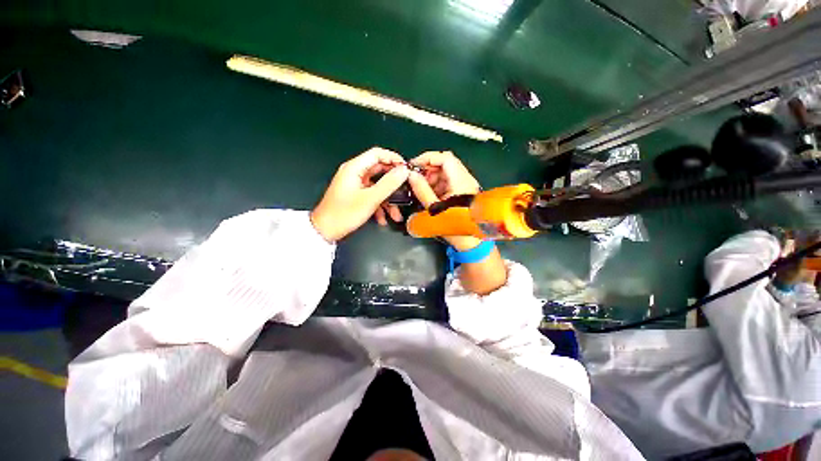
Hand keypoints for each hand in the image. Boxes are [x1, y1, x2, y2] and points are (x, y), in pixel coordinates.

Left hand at [311, 147, 408, 241]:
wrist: (325, 231)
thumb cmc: (345, 213)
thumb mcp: (370, 199)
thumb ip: (389, 184)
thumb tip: (404, 171)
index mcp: (354, 168)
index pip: (377, 154)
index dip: (393, 159)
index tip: (406, 169)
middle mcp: (354, 173)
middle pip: (379, 170)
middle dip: (393, 183)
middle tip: (405, 189)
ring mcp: (355, 184)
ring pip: (377, 186)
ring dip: (388, 199)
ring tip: (395, 214)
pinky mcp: (355, 194)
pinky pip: (372, 195)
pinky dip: (379, 205)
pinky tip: (383, 218)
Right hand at [407, 151, 482, 249]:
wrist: (470, 241)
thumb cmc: (454, 226)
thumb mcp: (434, 209)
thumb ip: (422, 190)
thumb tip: (411, 175)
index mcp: (460, 182)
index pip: (445, 158)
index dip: (428, 158)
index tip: (414, 166)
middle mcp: (465, 179)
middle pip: (445, 163)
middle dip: (428, 169)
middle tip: (415, 179)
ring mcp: (465, 184)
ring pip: (446, 172)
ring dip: (431, 177)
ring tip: (421, 188)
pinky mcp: (463, 190)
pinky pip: (448, 180)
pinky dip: (436, 184)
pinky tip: (429, 193)